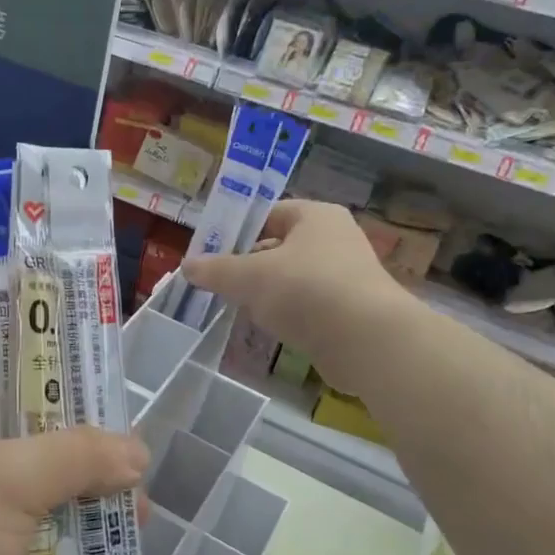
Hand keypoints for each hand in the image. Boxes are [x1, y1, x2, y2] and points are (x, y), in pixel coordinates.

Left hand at [0, 369, 147, 554]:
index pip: (4, 375)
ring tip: (137, 518)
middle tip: (136, 467)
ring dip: (86, 508)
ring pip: (42, 498)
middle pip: (34, 440)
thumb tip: (138, 452)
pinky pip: (38, 547)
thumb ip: (75, 457)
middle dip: (86, 455)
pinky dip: (72, 552)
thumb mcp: (4, 479)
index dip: (55, 376)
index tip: (108, 388)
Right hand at [181, 199, 408, 374]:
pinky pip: (308, 305)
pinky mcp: (350, 310)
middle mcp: (336, 238)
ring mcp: (347, 275)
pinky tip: (269, 328)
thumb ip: (216, 270)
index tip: (211, 252)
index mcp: (315, 216)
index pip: (268, 213)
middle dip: (248, 265)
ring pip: (292, 278)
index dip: (237, 230)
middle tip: (219, 282)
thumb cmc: (306, 290)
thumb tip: (187, 266)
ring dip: (266, 292)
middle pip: (279, 246)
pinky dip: (288, 313)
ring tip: (239, 308)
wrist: (367, 341)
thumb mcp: (249, 276)